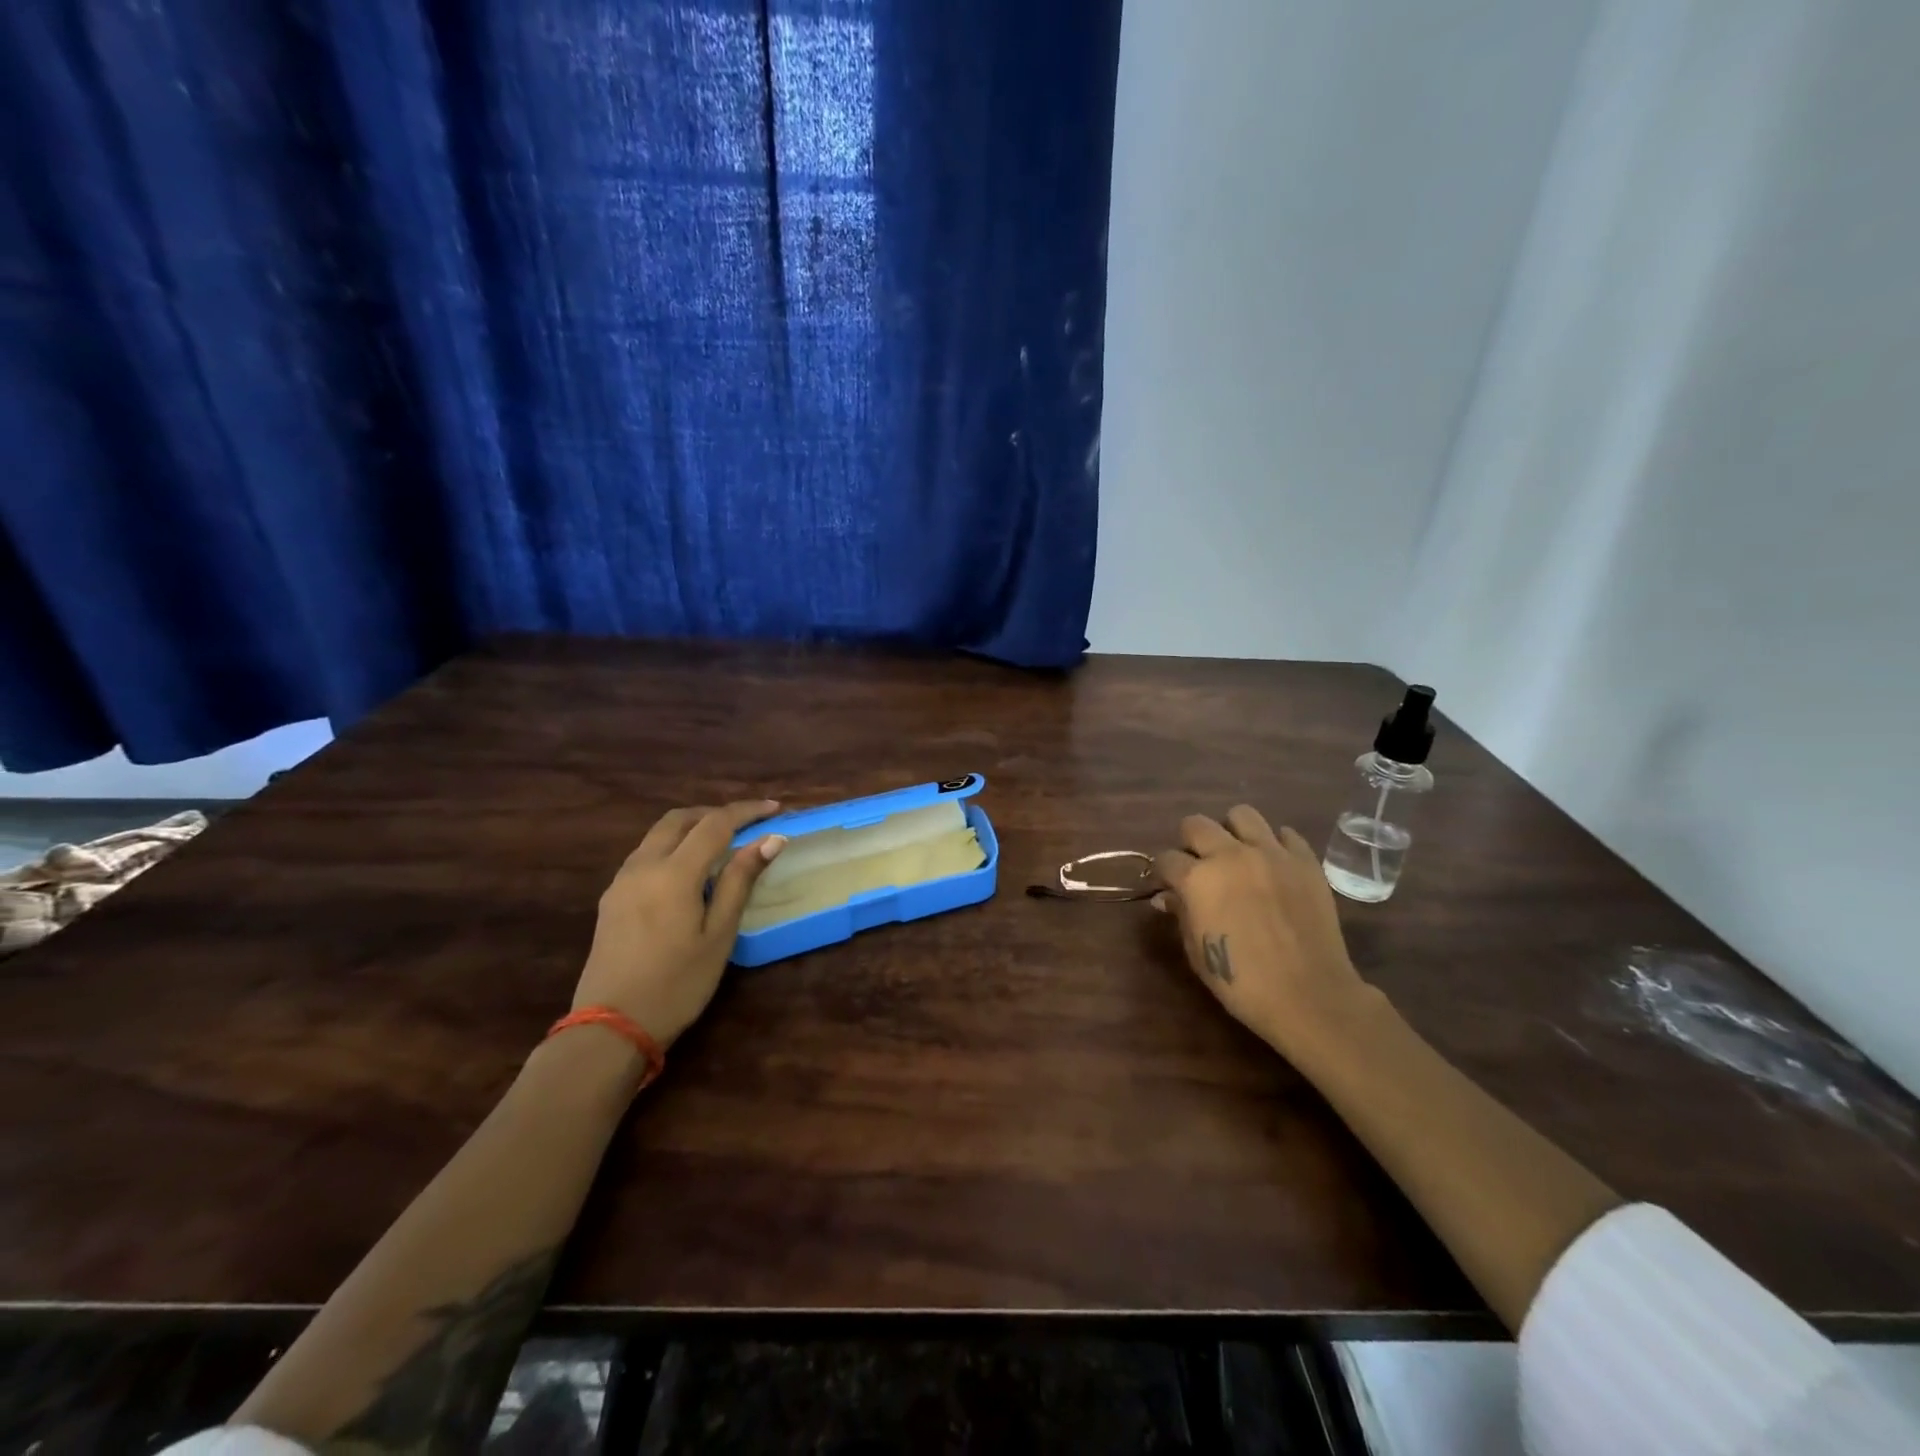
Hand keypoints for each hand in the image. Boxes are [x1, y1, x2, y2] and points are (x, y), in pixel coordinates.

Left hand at [573, 800, 786, 1046]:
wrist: (610, 1028)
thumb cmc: (677, 984)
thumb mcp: (718, 935)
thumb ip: (740, 881)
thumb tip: (770, 840)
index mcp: (673, 873)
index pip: (715, 824)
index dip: (746, 812)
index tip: (774, 808)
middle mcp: (643, 866)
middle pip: (679, 819)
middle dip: (715, 813)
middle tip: (747, 823)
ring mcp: (621, 881)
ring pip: (658, 834)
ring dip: (691, 827)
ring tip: (722, 842)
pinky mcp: (611, 898)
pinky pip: (645, 854)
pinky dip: (672, 846)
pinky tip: (689, 870)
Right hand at [1155, 806, 1384, 1062]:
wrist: (1308, 994)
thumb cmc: (1241, 981)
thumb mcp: (1197, 952)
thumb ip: (1181, 915)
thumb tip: (1168, 897)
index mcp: (1197, 879)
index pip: (1166, 859)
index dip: (1164, 873)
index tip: (1169, 885)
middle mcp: (1230, 855)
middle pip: (1196, 824)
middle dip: (1191, 842)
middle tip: (1200, 866)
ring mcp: (1271, 853)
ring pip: (1241, 815)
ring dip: (1232, 832)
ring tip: (1238, 855)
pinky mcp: (1304, 860)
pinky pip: (1285, 834)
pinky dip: (1275, 844)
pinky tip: (1274, 866)